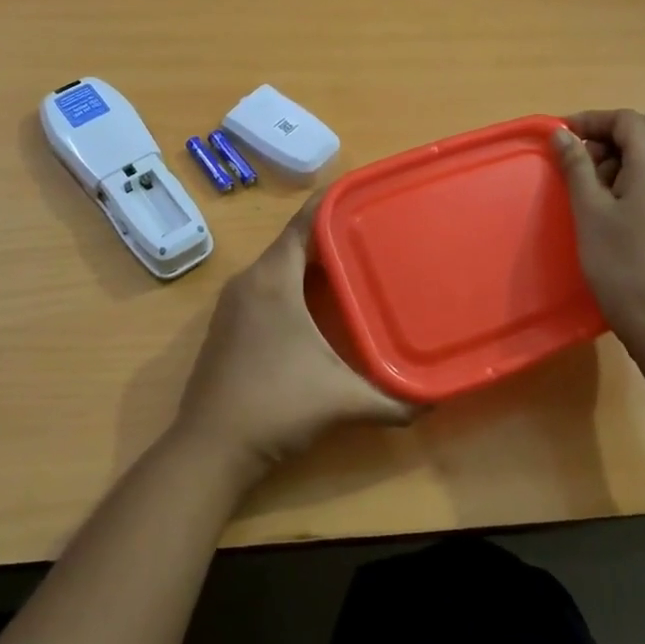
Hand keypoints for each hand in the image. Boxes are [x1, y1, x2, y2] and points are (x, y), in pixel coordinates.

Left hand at [175, 195, 416, 474]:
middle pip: (294, 242)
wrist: (209, 449)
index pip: (305, 223)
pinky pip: (266, 287)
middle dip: (332, 236)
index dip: (333, 203)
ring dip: (312, 263)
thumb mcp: (342, 400)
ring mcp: (233, 303)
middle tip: (373, 234)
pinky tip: (318, 305)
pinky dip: (293, 284)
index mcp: (273, 279)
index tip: (366, 194)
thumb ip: (393, 399)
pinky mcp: (227, 325)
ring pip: (278, 266)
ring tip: (354, 264)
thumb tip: (435, 399)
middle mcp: (249, 281)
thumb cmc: (275, 407)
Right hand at [552, 109, 644, 357]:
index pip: (627, 120)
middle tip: (580, 157)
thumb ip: (576, 166)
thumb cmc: (621, 262)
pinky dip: (633, 173)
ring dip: (622, 153)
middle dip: (610, 133)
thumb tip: (562, 134)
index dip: (592, 120)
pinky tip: (610, 203)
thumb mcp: (589, 211)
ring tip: (591, 183)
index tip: (562, 136)